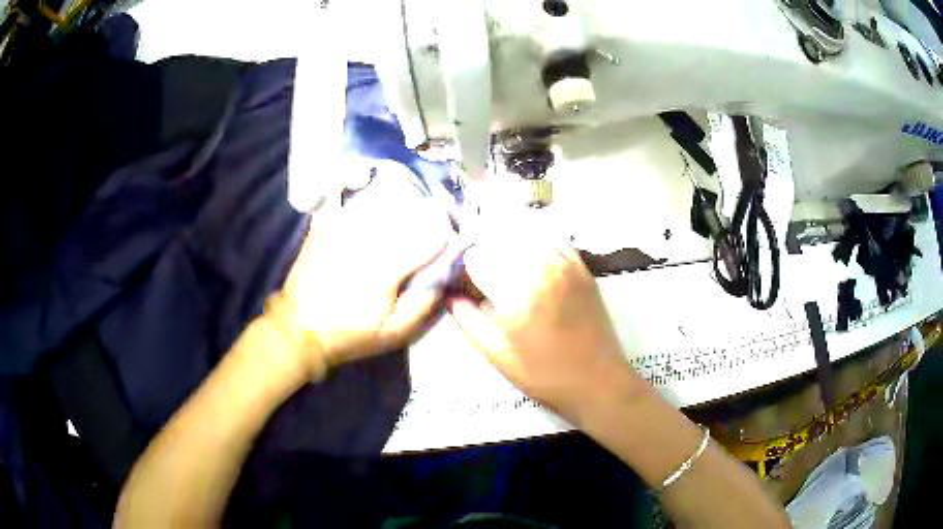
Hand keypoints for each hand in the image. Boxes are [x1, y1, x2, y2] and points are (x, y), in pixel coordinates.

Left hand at [276, 174, 453, 378]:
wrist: (299, 329)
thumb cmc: (350, 334)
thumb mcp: (394, 333)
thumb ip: (424, 303)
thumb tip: (445, 274)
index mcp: (385, 268)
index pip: (428, 238)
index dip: (444, 239)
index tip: (447, 246)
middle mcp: (366, 241)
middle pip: (408, 215)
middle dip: (426, 221)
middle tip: (430, 233)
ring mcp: (343, 230)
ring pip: (383, 206)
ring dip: (402, 210)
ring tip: (406, 223)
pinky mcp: (326, 227)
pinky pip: (355, 206)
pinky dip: (370, 207)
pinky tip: (374, 218)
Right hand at [447, 228, 642, 421]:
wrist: (598, 380)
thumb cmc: (544, 376)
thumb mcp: (498, 357)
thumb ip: (469, 322)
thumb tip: (452, 296)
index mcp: (518, 296)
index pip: (478, 259)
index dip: (467, 271)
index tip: (468, 285)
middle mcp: (542, 271)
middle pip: (499, 243)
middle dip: (487, 257)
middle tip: (486, 280)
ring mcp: (566, 266)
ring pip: (525, 238)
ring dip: (509, 248)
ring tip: (507, 271)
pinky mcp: (582, 268)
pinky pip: (552, 242)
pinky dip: (536, 246)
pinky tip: (532, 263)